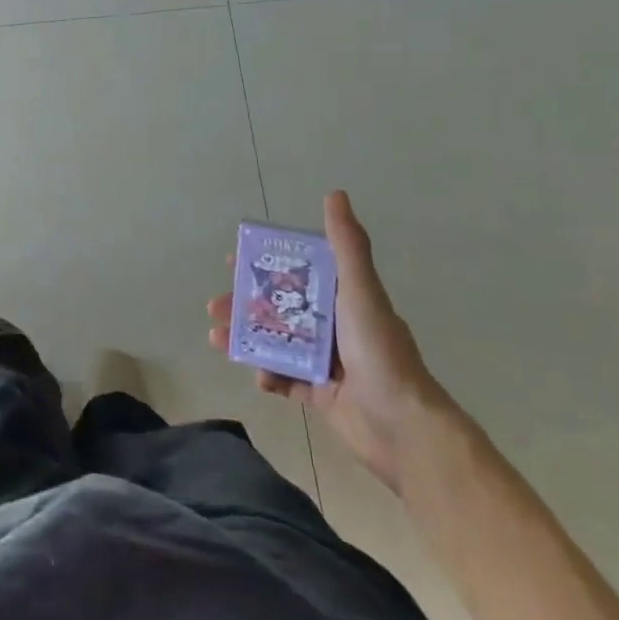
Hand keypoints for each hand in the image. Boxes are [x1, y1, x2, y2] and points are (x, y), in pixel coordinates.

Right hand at [210, 191, 446, 493]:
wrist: (404, 426)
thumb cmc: (379, 350)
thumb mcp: (360, 290)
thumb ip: (346, 244)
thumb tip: (335, 193)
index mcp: (344, 299)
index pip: (298, 273)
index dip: (266, 265)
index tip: (233, 262)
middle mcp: (335, 326)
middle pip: (279, 309)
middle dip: (244, 306)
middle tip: (214, 307)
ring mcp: (328, 363)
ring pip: (276, 343)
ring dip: (246, 339)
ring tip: (217, 339)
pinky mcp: (322, 396)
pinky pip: (286, 381)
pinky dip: (269, 377)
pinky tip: (258, 377)